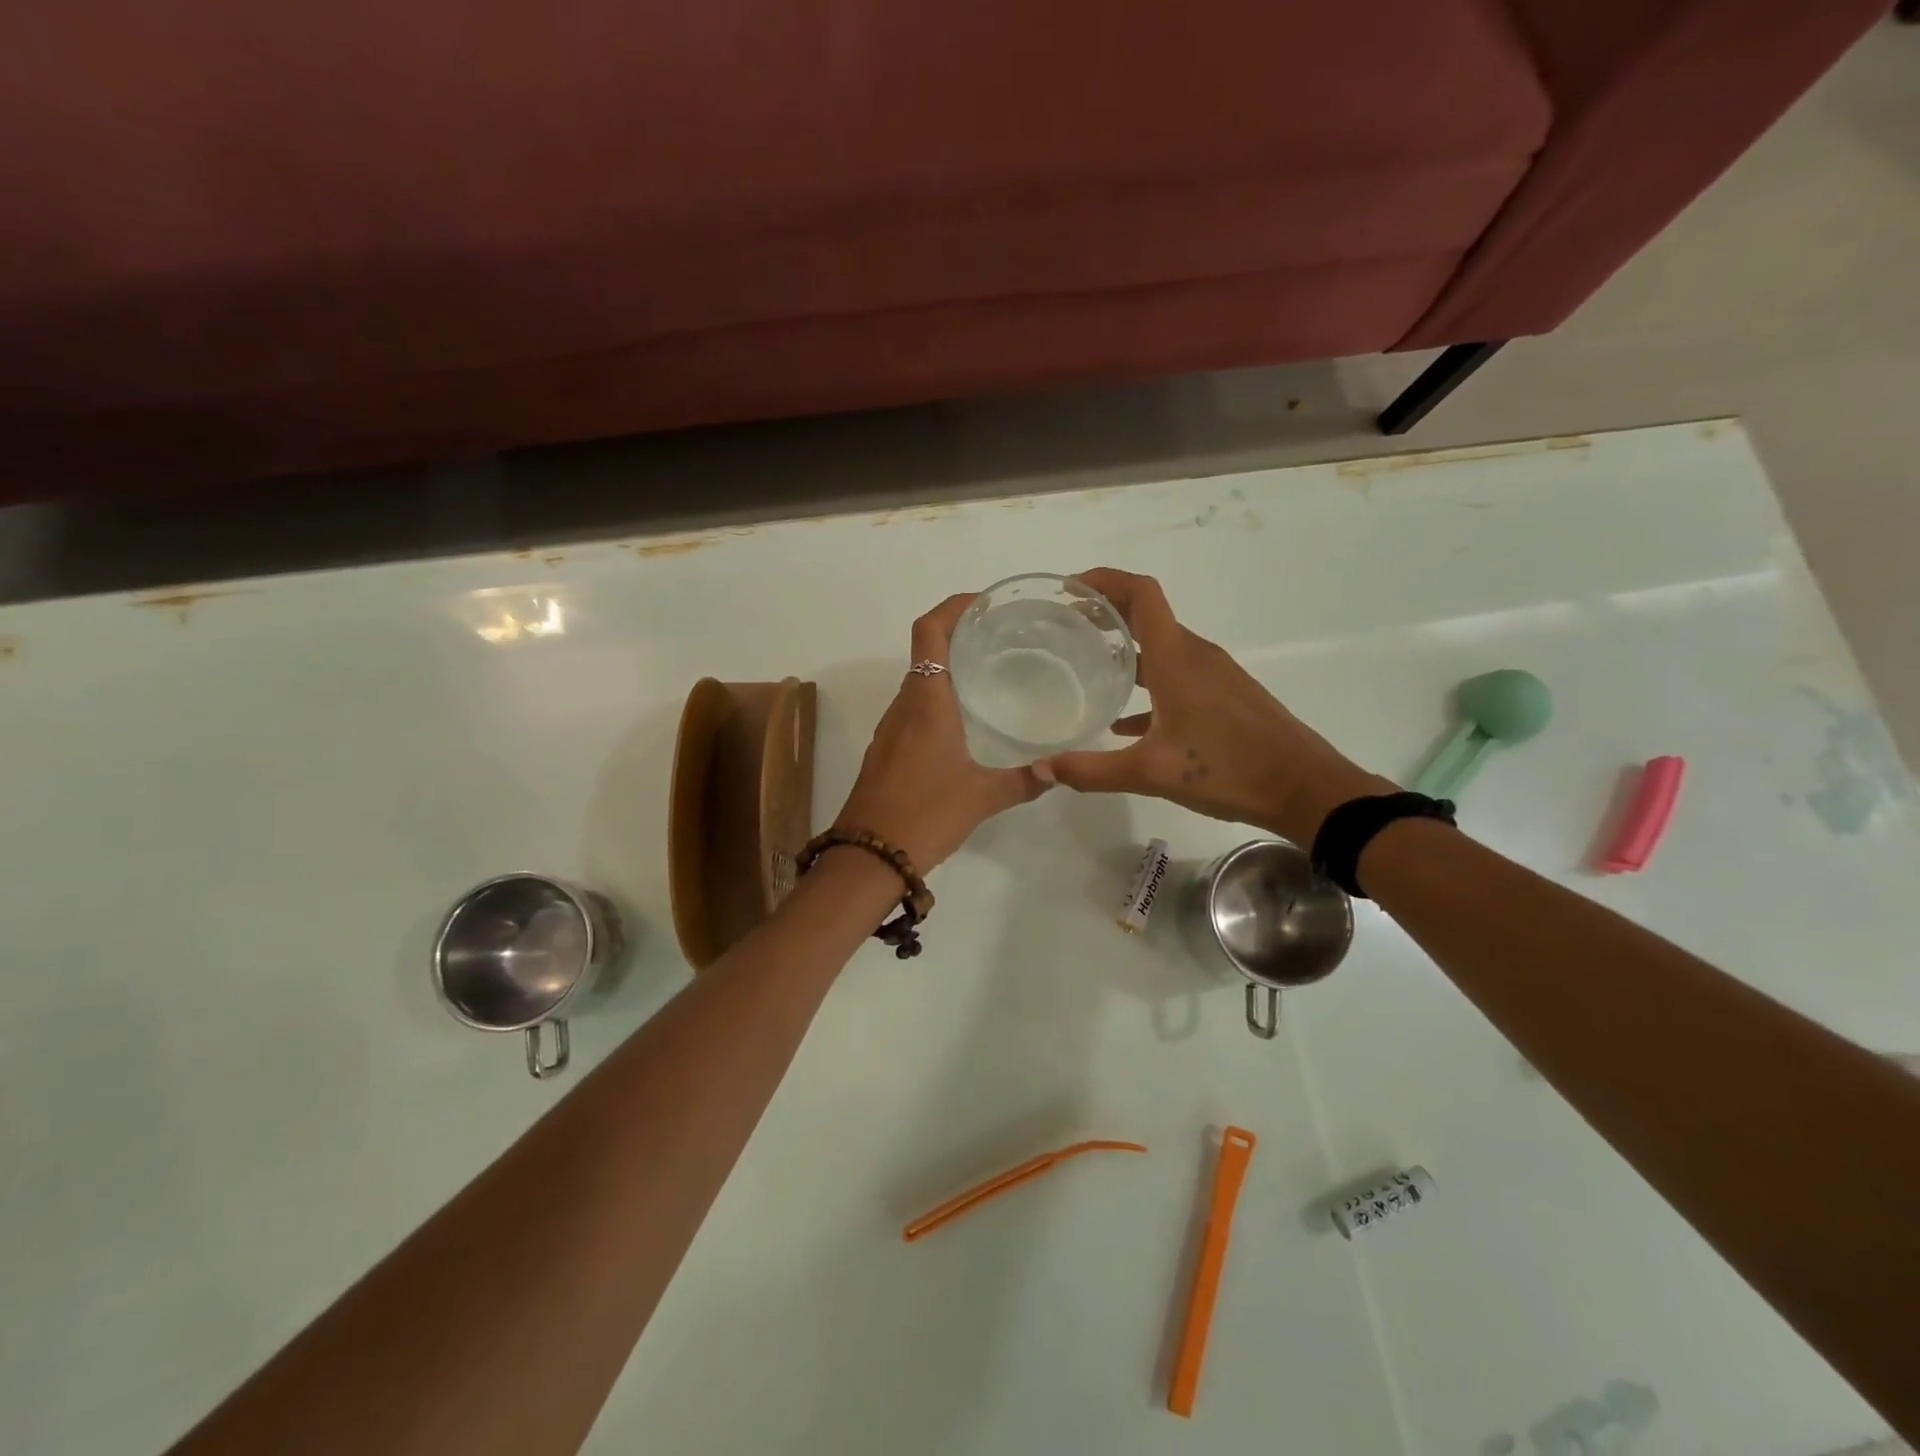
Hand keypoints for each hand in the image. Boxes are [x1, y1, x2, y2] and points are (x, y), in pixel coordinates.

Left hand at [833, 593, 1049, 870]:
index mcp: (927, 701)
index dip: (953, 606)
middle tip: (1002, 639)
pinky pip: (913, 710)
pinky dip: (938, 700)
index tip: (983, 603)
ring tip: (990, 676)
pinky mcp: (885, 751)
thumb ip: (1023, 781)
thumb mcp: (982, 797)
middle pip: (926, 652)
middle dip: (959, 636)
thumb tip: (1056, 772)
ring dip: (948, 670)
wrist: (867, 857)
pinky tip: (965, 724)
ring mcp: (890, 729)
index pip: (930, 632)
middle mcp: (904, 705)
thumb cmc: (925, 814)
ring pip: (919, 683)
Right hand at [1033, 568, 1389, 843]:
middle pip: (1148, 615)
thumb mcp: (1152, 773)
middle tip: (1066, 625)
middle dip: (1106, 612)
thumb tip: (1042, 769)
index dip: (1105, 580)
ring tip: (1088, 663)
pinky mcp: (1225, 697)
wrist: (1305, 789)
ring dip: (1126, 647)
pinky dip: (1148, 684)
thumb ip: (1092, 771)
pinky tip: (1126, 721)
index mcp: (1177, 659)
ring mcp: (1214, 675)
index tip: (1070, 588)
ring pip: (1162, 647)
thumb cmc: (1229, 769)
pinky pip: (1177, 677)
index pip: (1141, 594)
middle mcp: (1196, 656)